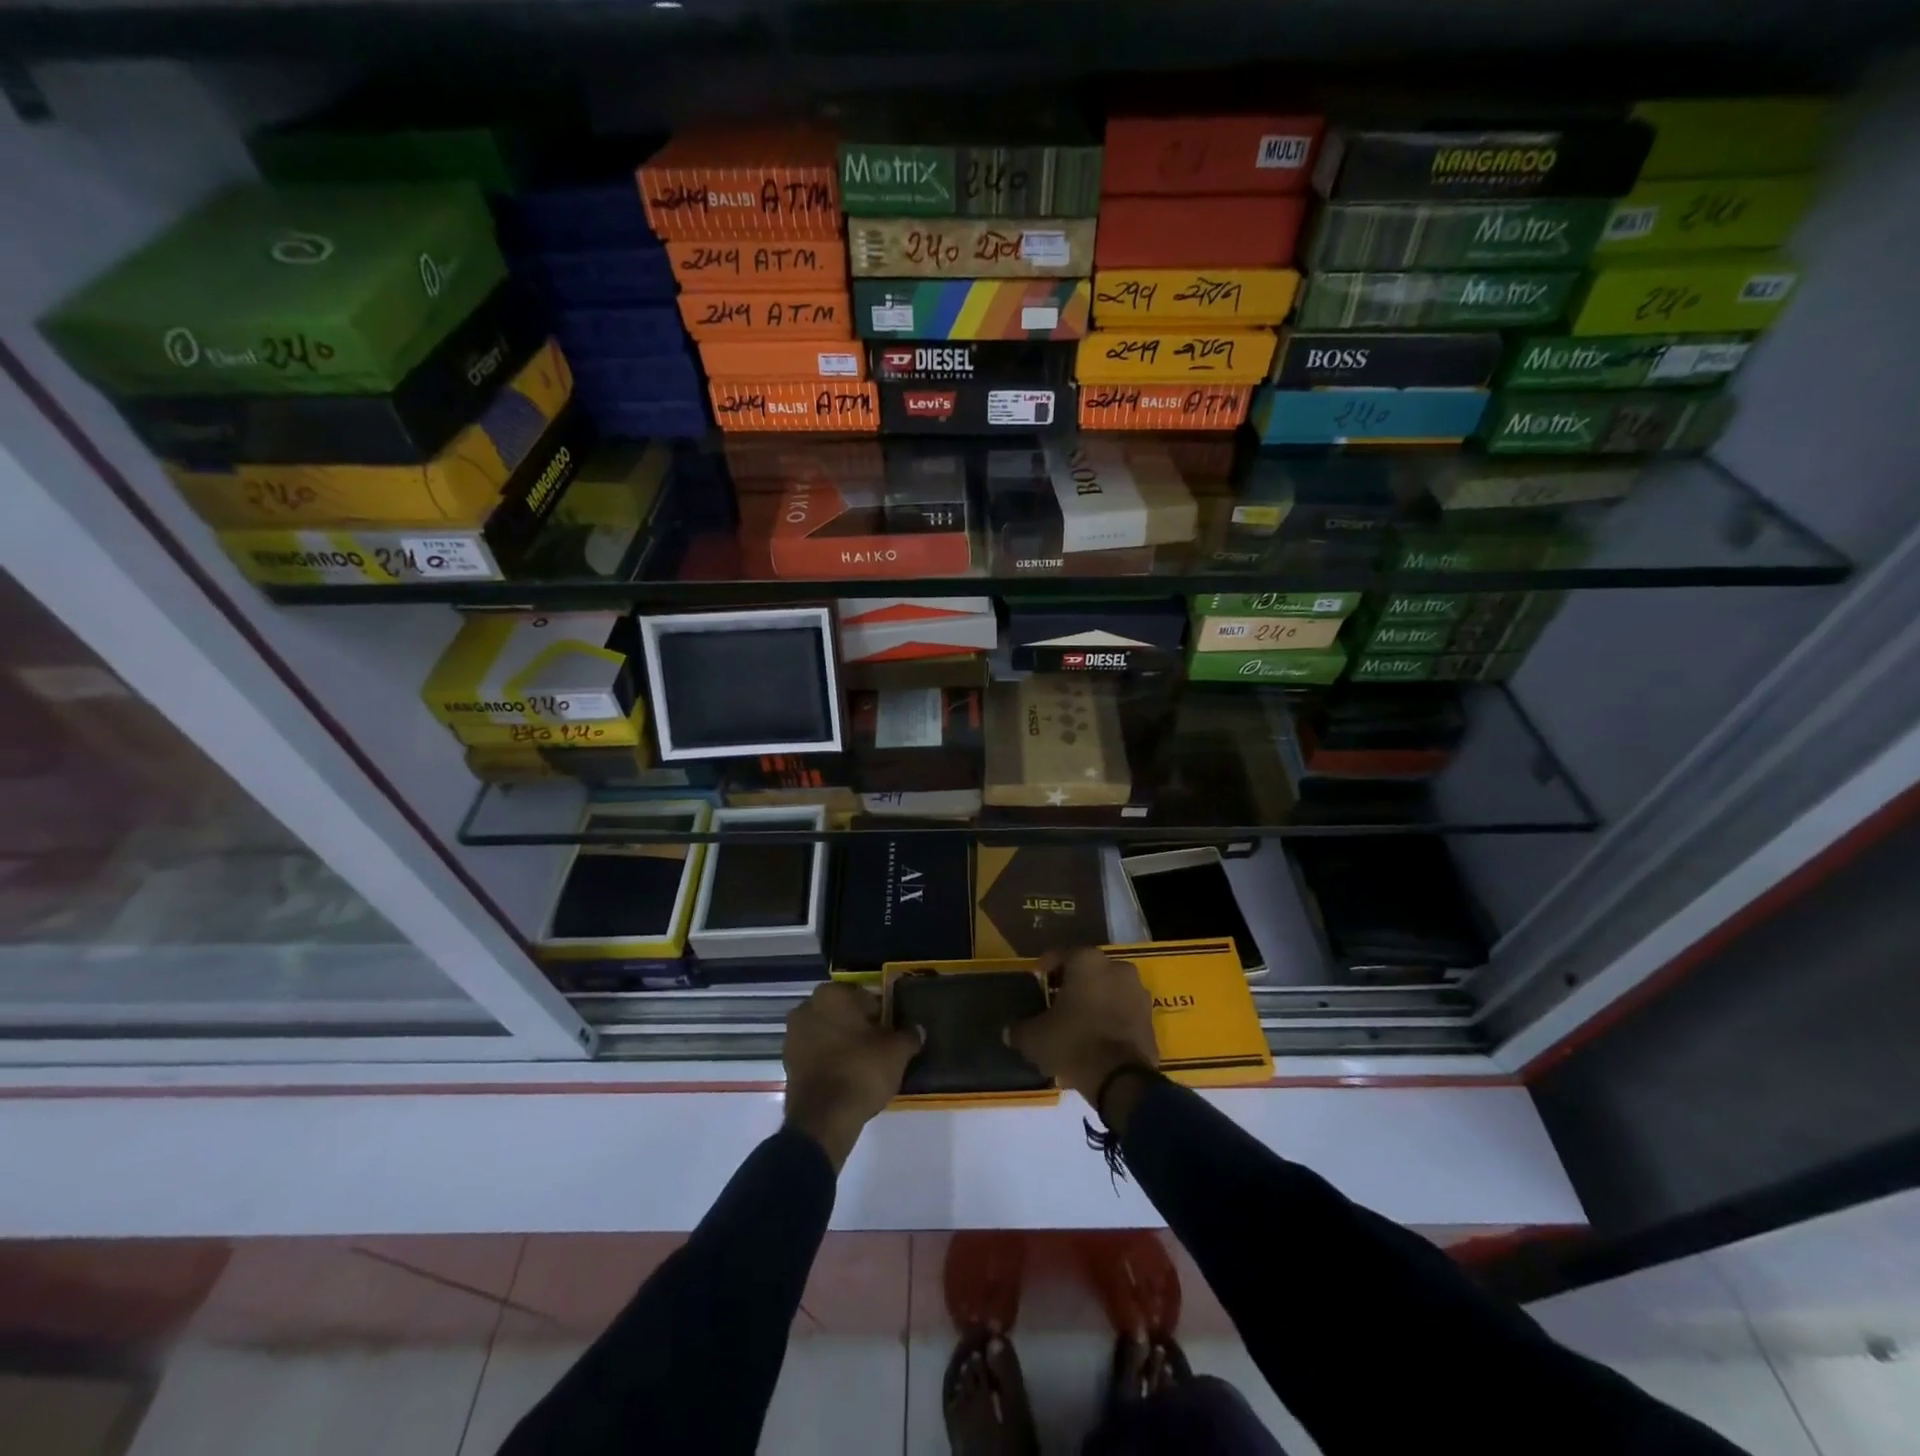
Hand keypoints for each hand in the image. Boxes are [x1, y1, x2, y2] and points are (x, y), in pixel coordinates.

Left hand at [783, 982, 920, 1170]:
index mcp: (832, 994)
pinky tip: (847, 1075)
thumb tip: (917, 1030)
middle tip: (879, 1045)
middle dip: (858, 1024)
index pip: (864, 995)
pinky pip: (816, 1052)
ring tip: (864, 1063)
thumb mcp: (897, 1052)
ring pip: (827, 1031)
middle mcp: (807, 1007)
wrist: (823, 1120)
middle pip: (842, 1012)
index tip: (890, 1030)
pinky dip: (829, 1059)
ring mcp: (793, 1035)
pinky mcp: (788, 1062)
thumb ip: (908, 1035)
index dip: (880, 1012)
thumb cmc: (861, 1071)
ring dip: (842, 1041)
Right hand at [1009, 947, 1158, 1117]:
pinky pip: (1124, 1011)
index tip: (1037, 983)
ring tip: (1078, 1024)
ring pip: (1108, 990)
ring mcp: (1138, 992)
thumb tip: (1009, 1032)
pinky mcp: (1150, 1018)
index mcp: (1087, 961)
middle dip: (1072, 985)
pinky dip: (1111, 1019)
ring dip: (1094, 1002)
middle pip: (1087, 972)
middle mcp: (1117, 967)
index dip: (1045, 969)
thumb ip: (1020, 1030)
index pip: (1060, 956)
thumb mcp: (1035, 1038)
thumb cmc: (1073, 1043)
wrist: (1121, 1079)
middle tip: (1056, 1005)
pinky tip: (1097, 1038)